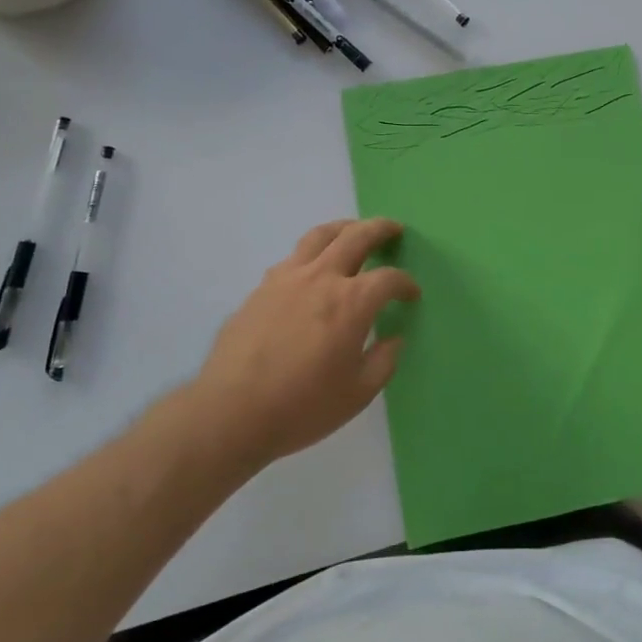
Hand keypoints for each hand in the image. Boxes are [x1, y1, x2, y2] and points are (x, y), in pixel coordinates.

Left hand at [193, 218, 418, 467]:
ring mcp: (287, 278)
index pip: (388, 278)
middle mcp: (321, 278)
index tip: (411, 294)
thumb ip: (383, 362)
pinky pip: (293, 257)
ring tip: (353, 230)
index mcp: (351, 302)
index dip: (405, 283)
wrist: (230, 412)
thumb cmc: (301, 407)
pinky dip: (312, 252)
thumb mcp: (357, 394)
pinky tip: (313, 267)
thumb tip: (394, 340)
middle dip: (380, 229)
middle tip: (393, 229)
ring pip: (320, 236)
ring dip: (344, 228)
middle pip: (356, 237)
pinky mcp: (261, 288)